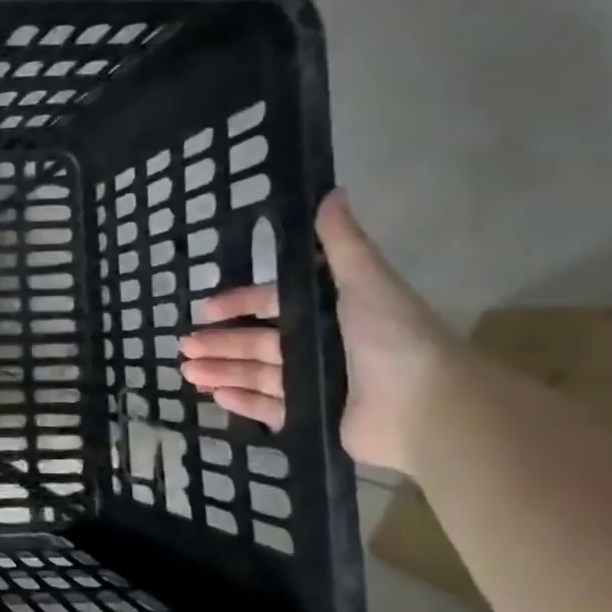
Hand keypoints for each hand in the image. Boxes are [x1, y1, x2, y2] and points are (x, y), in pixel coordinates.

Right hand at [177, 191, 457, 473]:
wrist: (427, 408)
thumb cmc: (393, 341)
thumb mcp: (367, 284)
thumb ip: (342, 244)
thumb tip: (332, 192)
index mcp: (331, 315)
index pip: (273, 305)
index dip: (239, 305)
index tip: (205, 310)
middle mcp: (322, 348)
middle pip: (258, 341)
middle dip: (219, 343)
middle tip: (184, 346)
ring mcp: (317, 386)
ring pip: (256, 374)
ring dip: (221, 370)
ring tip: (187, 371)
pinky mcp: (314, 419)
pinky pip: (268, 409)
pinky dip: (241, 402)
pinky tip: (214, 395)